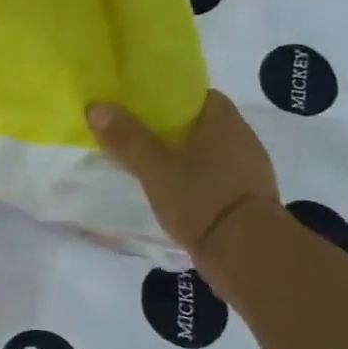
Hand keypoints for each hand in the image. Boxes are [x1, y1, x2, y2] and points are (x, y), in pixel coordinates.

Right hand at [88, 91, 278, 259]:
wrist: (250, 255)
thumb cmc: (202, 198)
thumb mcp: (154, 167)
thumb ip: (126, 137)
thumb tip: (97, 107)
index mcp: (224, 120)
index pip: (193, 93)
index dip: (165, 96)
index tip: (138, 105)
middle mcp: (242, 138)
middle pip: (198, 121)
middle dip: (168, 126)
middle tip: (133, 134)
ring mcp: (248, 169)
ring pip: (206, 150)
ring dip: (181, 153)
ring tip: (147, 162)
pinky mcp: (247, 197)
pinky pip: (214, 174)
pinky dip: (193, 176)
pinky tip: (172, 188)